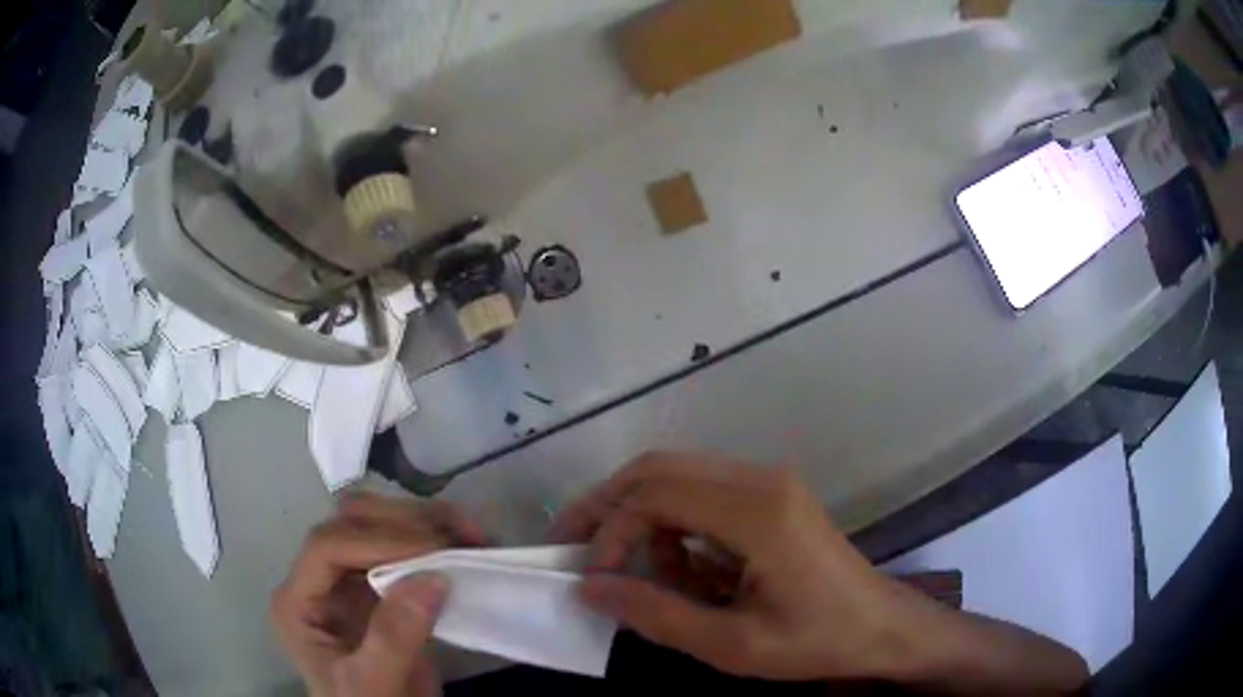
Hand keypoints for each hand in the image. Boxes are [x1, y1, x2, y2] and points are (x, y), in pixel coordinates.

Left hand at [271, 494, 485, 696]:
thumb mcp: (372, 685)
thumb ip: (393, 638)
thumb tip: (432, 577)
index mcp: (299, 601)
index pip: (326, 548)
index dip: (376, 541)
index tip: (433, 550)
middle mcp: (319, 580)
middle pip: (349, 523)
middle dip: (403, 521)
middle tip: (459, 536)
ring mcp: (349, 580)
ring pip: (376, 522)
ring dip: (423, 521)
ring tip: (470, 534)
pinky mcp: (381, 587)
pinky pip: (403, 548)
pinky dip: (434, 539)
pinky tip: (465, 544)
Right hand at [549, 451, 914, 681]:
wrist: (881, 627)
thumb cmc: (815, 641)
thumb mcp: (731, 645)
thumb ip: (655, 614)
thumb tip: (590, 587)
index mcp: (757, 513)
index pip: (655, 496)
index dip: (610, 532)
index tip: (593, 579)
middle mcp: (760, 480)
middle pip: (659, 468)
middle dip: (607, 506)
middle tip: (572, 546)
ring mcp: (768, 483)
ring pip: (677, 475)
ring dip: (641, 516)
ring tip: (635, 570)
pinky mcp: (771, 496)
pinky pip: (702, 493)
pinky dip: (673, 523)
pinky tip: (679, 567)